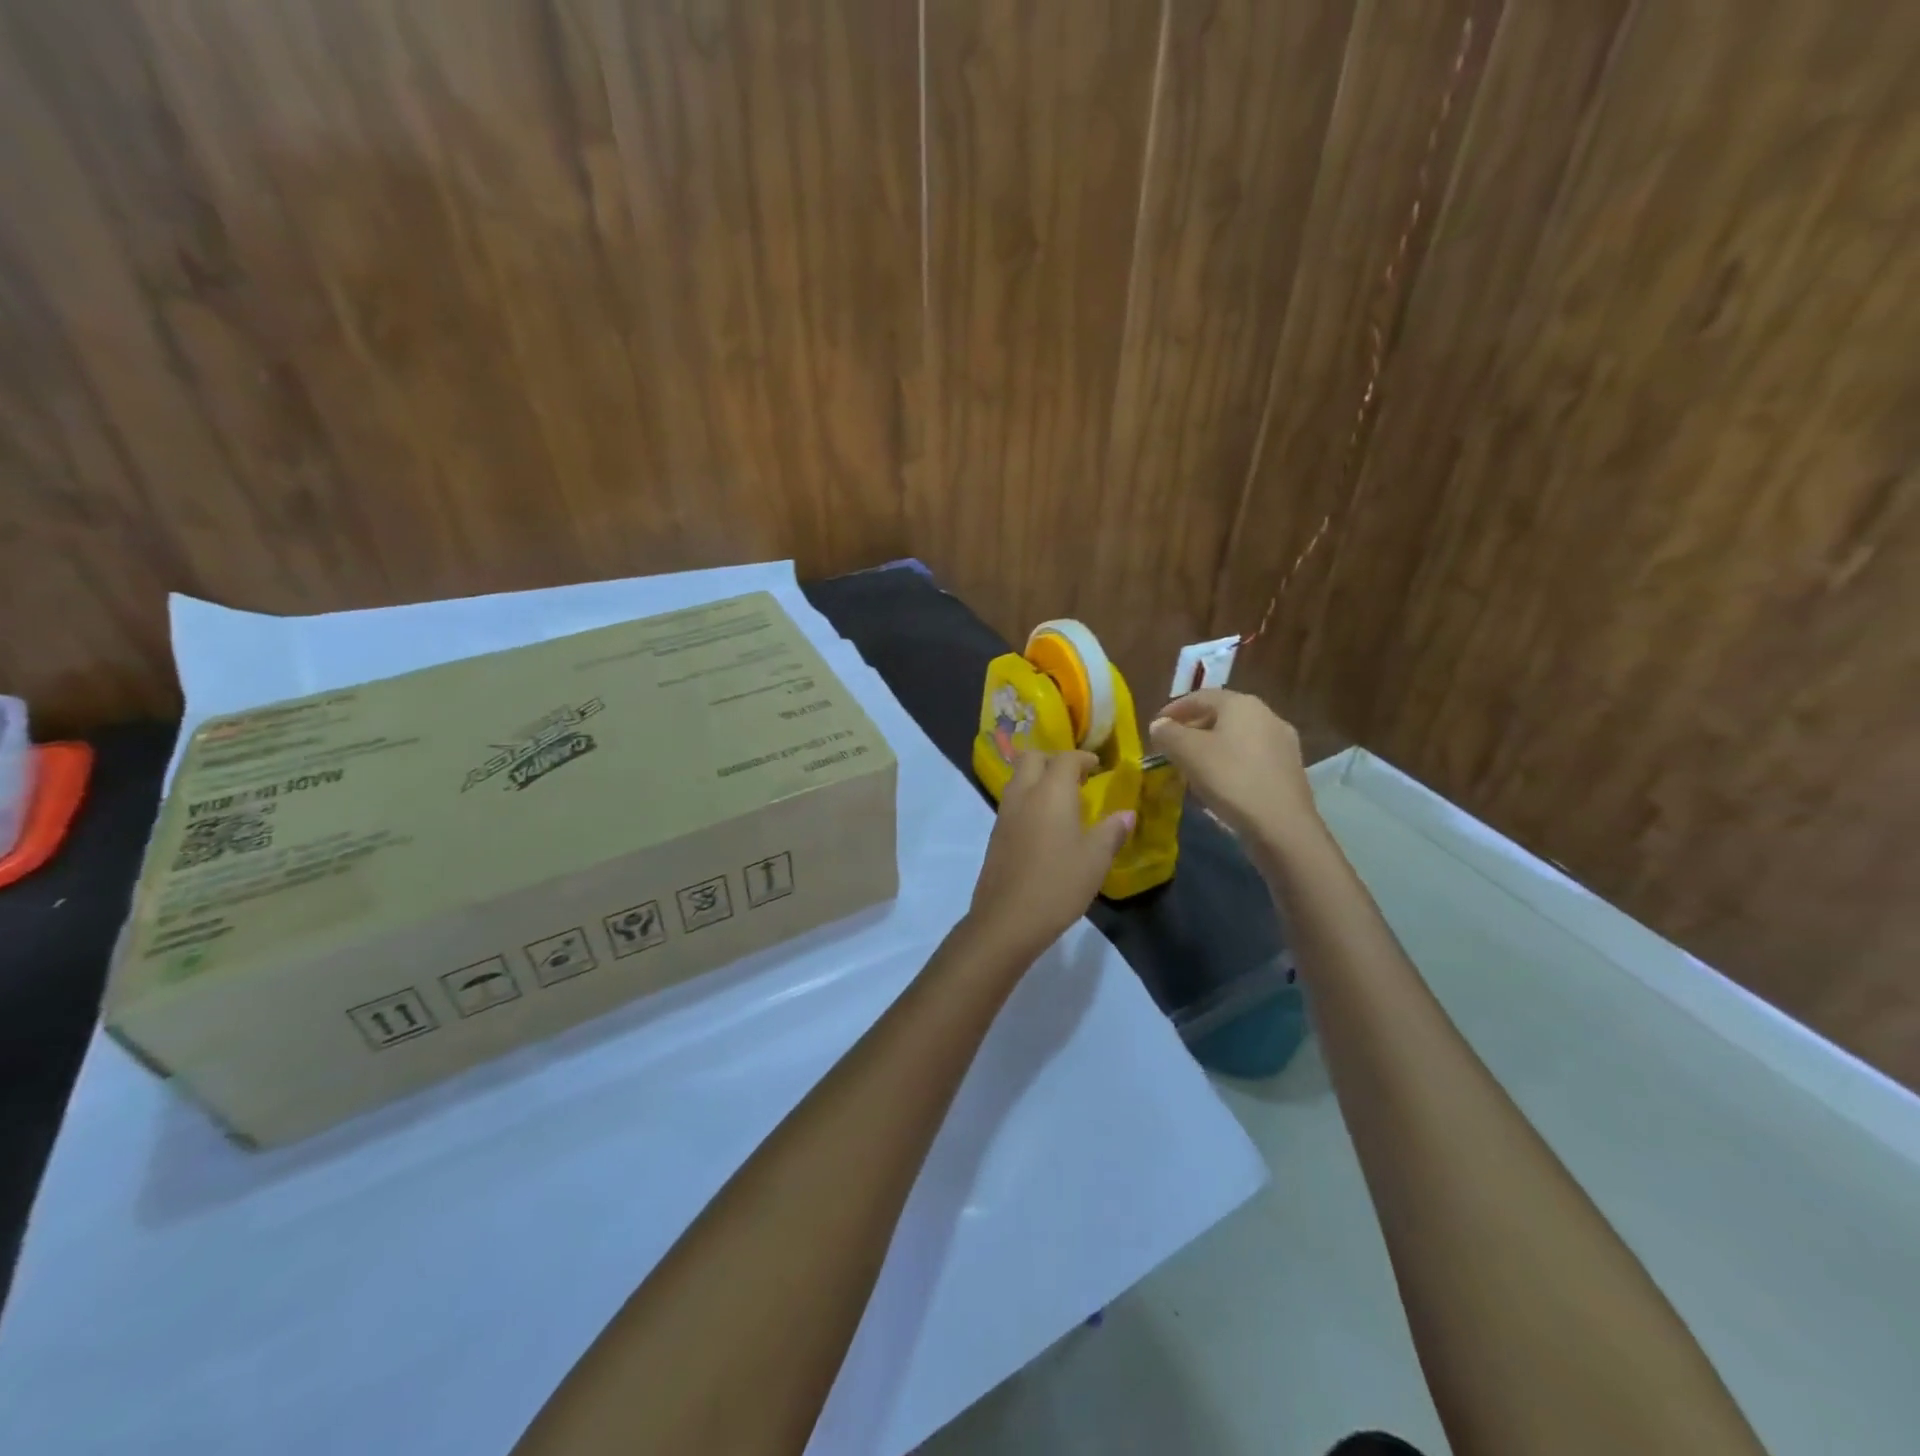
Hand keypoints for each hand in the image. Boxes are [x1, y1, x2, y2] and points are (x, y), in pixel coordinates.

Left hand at [966, 751, 1133, 960]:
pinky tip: (1045, 826)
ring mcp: (1004, 814)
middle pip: (1032, 758)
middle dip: (1053, 760)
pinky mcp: (995, 835)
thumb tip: (1126, 814)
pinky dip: (1028, 800)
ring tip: (1062, 802)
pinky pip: (1012, 802)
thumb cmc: (1058, 884)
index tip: (1098, 767)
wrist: (1007, 919)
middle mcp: (1023, 794)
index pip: (1065, 758)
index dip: (1083, 758)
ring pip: (1018, 779)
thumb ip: (1112, 831)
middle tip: (1076, 778)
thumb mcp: (1095, 859)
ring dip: (1038, 779)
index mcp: (1051, 792)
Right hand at [1147, 689, 1321, 848]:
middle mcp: (1267, 715)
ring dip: (1210, 749)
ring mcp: (1283, 743)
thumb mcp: (1187, 753)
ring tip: (1191, 769)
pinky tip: (1218, 785)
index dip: (1173, 710)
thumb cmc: (1230, 779)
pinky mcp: (1289, 770)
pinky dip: (1229, 764)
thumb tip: (1160, 725)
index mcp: (1241, 704)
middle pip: (1220, 716)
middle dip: (1192, 730)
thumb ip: (1168, 733)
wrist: (1281, 825)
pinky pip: (1250, 758)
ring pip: (1236, 738)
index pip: (1200, 697)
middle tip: (1171, 749)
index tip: (1155, 727)